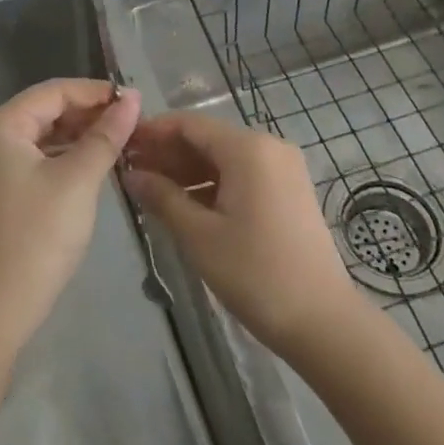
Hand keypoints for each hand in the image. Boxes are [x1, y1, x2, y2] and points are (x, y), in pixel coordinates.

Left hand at [0, 79, 139, 345]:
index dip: (95, 92)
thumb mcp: (79, 179)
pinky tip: (93, 164)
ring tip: (120, 141)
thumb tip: (133, 98)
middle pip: (46, 110)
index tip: (135, 101)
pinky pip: (36, 158)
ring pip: (42, 135)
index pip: (54, 91)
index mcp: (1, 126)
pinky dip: (65, 156)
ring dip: (79, 135)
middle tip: (131, 123)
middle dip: (89, 113)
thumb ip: (106, 135)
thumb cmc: (39, 235)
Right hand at [125, 111, 361, 354]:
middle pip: (208, 139)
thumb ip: (162, 197)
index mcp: (248, 148)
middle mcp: (269, 146)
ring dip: (188, 170)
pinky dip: (212, 184)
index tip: (121, 145)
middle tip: (130, 172)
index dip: (153, 132)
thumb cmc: (255, 274)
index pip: (189, 124)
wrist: (322, 320)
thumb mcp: (199, 235)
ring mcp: (283, 168)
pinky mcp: (289, 190)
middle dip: (168, 153)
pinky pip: (242, 174)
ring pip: (224, 158)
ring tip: (151, 190)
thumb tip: (131, 175)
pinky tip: (185, 204)